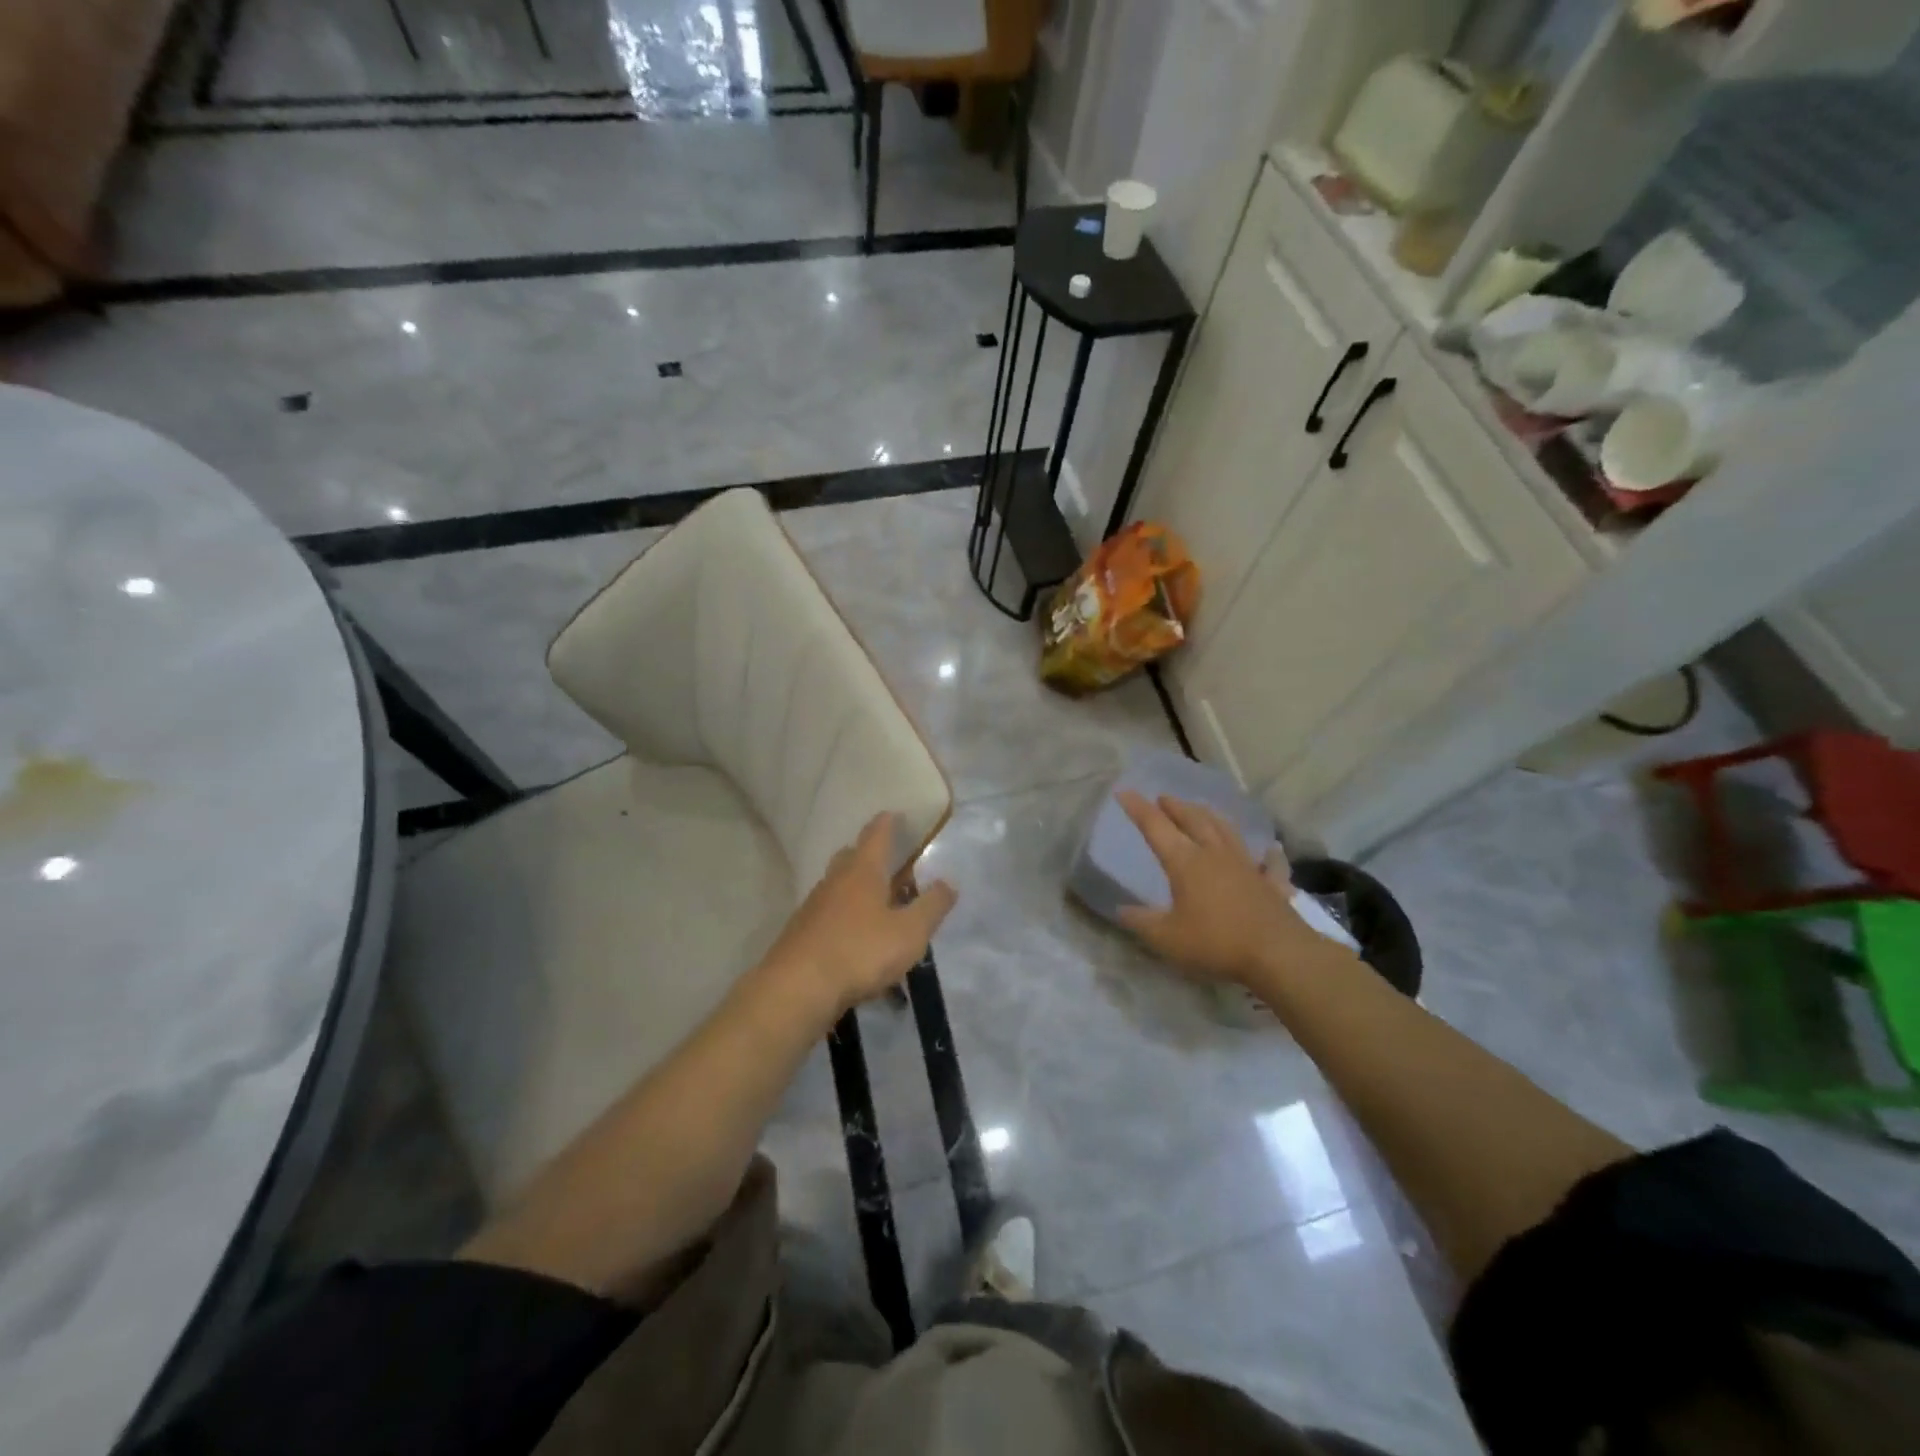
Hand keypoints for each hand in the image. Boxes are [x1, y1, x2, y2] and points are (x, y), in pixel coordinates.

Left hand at [758, 812, 957, 1019]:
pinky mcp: (803, 932)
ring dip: (860, 889)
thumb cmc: (860, 952)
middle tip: (894, 865)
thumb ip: (932, 906)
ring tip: (881, 905)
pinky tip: (858, 938)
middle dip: (873, 856)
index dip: (888, 823)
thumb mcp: (910, 932)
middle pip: (854, 857)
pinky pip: (830, 913)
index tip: (895, 814)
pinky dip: (847, 916)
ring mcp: (815, 906)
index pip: (876, 834)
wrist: (797, 989)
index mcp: (863, 870)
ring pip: (840, 886)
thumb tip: (949, 882)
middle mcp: (836, 880)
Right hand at [1116, 792, 1344, 986]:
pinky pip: (1271, 864)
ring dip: (1211, 817)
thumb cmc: (1216, 942)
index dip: (1138, 808)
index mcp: (1186, 862)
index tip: (1124, 791)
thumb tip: (1121, 910)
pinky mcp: (1272, 884)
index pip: (1156, 827)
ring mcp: (1247, 866)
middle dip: (1176, 807)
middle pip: (1194, 820)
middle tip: (1163, 798)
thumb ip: (1142, 922)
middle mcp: (1215, 855)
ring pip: (1227, 831)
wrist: (1278, 954)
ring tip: (1201, 810)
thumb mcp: (1167, 938)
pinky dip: (1270, 856)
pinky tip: (1273, 850)